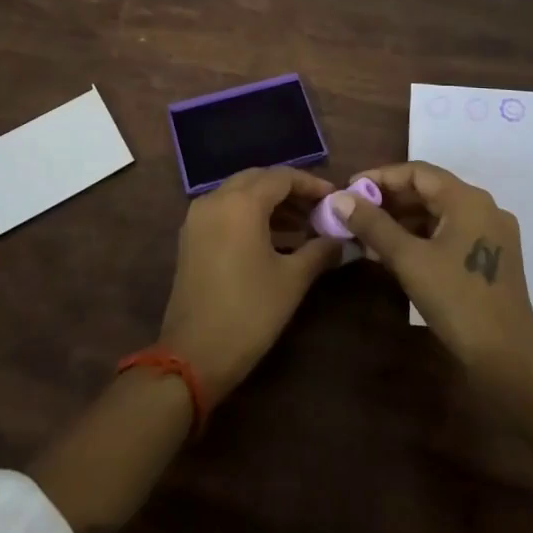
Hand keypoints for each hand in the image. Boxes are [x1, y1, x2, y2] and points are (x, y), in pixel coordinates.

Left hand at [158, 167, 344, 397]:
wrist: (194, 356)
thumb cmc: (249, 312)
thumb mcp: (292, 280)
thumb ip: (319, 251)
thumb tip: (342, 240)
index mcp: (241, 203)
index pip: (281, 176)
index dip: (311, 184)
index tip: (335, 198)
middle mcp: (215, 200)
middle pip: (258, 179)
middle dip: (289, 190)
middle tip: (318, 209)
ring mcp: (198, 218)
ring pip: (239, 194)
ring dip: (270, 204)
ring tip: (303, 227)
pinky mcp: (191, 238)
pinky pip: (225, 211)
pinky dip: (250, 216)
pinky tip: (274, 239)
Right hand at [332, 161, 532, 378]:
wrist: (508, 359)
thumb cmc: (457, 301)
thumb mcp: (409, 259)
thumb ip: (373, 225)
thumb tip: (340, 198)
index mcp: (468, 200)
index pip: (416, 172)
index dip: (379, 177)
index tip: (349, 189)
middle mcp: (483, 208)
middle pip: (428, 191)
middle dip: (388, 200)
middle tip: (353, 213)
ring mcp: (490, 234)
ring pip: (438, 214)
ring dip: (402, 221)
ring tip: (366, 235)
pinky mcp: (490, 258)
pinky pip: (448, 234)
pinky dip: (420, 238)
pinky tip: (393, 253)